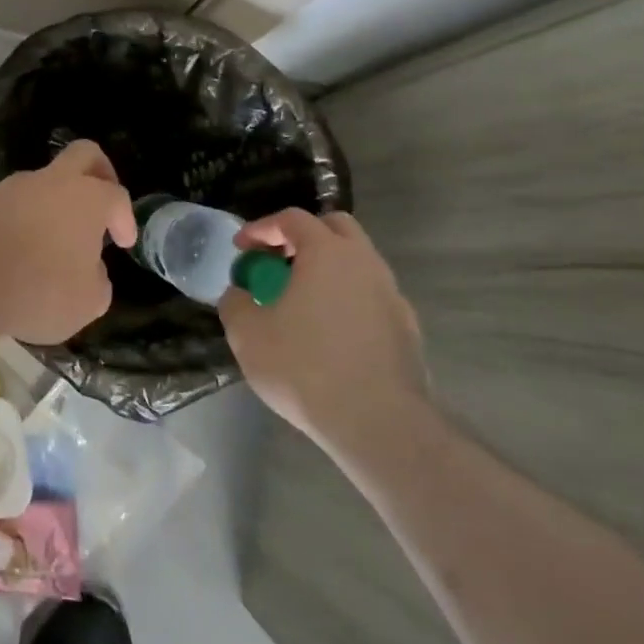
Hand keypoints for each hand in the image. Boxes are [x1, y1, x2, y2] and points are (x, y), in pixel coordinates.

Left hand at [0, 140, 136, 344]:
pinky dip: (27, 217)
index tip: (123, 243)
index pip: (116, 196)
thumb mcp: (89, 301)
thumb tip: (90, 270)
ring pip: (44, 180)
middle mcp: (52, 181)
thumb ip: (98, 280)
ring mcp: (14, 187)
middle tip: (102, 204)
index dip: (125, 219)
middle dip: (100, 173)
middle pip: (83, 155)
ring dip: (56, 201)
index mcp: (88, 197)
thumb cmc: (42, 289)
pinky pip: (17, 202)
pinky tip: (25, 249)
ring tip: (57, 241)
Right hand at [219, 209, 430, 465]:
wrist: (378, 424)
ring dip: (326, 271)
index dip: (261, 228)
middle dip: (302, 237)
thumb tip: (239, 294)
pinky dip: (346, 300)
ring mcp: (393, 296)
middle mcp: (365, 264)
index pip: (292, 219)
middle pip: (335, 228)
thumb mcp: (247, 333)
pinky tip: (328, 333)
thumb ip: (236, 303)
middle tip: (276, 262)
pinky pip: (371, 298)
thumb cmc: (304, 367)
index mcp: (327, 253)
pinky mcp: (407, 330)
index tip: (241, 248)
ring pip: (357, 264)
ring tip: (299, 301)